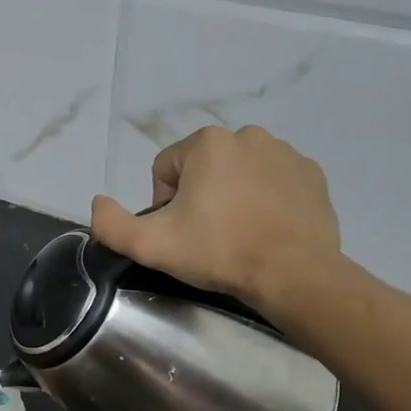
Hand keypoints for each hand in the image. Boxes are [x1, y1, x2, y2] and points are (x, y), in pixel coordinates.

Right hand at [90, 125, 353, 311]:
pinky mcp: (312, 175)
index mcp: (207, 143)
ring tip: (239, 235)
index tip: (180, 233)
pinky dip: (265, 200)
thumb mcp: (151, 245)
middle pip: (202, 168)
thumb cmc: (219, 252)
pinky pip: (273, 182)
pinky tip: (266, 230)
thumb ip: (111, 224)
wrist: (294, 275)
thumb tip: (99, 203)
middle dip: (199, 197)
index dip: (164, 204)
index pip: (165, 169)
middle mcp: (248, 135)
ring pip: (239, 173)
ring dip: (232, 197)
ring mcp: (286, 153)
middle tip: (208, 237)